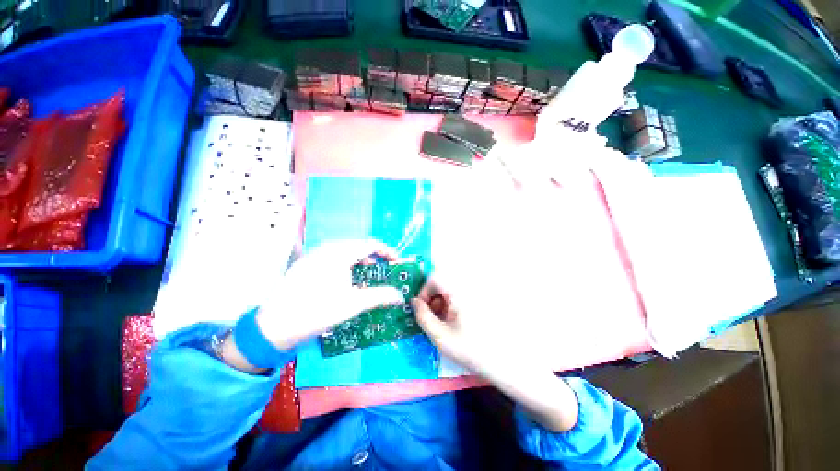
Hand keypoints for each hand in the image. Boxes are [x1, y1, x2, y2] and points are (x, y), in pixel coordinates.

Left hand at [256, 240, 403, 349]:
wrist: (274, 326)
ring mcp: (314, 254)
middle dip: (375, 257)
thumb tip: (400, 296)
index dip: (388, 252)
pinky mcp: (306, 263)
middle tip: (384, 270)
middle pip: (359, 246)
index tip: (397, 262)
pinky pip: (333, 257)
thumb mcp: (353, 304)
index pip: (371, 244)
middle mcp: (327, 248)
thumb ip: (380, 296)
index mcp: (340, 252)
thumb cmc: (318, 311)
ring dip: (360, 261)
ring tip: (367, 275)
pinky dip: (346, 264)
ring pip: (346, 251)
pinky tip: (345, 279)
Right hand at [412, 278, 579, 431]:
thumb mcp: (441, 337)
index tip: (422, 309)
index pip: (435, 277)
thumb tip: (413, 302)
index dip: (424, 291)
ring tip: (444, 323)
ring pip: (451, 289)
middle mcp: (468, 287)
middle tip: (433, 318)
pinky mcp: (480, 300)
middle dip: (433, 298)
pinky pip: (460, 295)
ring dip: (442, 302)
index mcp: (459, 292)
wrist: (506, 362)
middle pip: (443, 282)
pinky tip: (456, 322)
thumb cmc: (471, 350)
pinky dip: (453, 305)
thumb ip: (423, 317)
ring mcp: (476, 293)